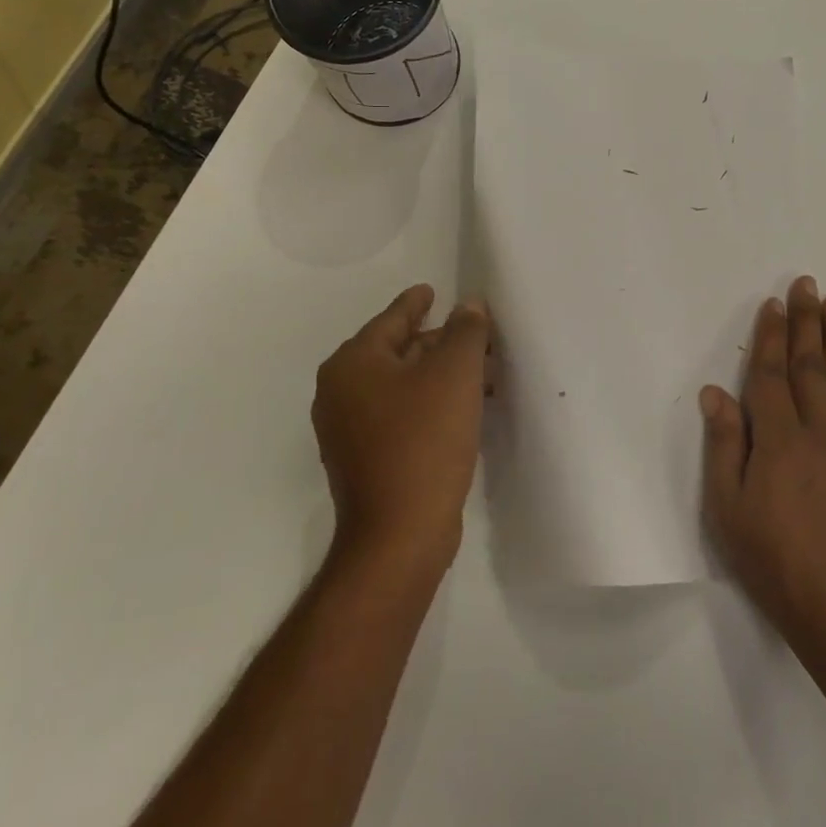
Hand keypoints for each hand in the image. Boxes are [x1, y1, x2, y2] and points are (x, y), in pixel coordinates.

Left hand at [313, 285, 490, 570]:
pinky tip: (464, 410)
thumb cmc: (424, 442)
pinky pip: (401, 414)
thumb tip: (469, 305)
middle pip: (398, 351)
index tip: (432, 289)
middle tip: (478, 338)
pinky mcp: (365, 460)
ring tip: (484, 375)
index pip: (391, 319)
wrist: (398, 537)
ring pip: (403, 386)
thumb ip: (465, 331)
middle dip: (440, 343)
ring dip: (441, 376)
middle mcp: (341, 392)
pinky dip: (431, 404)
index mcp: (352, 364)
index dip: (415, 302)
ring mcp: (349, 430)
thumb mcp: (454, 375)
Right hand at [700, 276, 825, 673]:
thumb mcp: (729, 510)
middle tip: (806, 283)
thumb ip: (724, 447)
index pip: (772, 374)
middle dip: (806, 321)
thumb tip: (715, 393)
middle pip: (810, 364)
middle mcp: (818, 430)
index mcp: (778, 439)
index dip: (771, 336)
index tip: (773, 303)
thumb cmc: (776, 561)